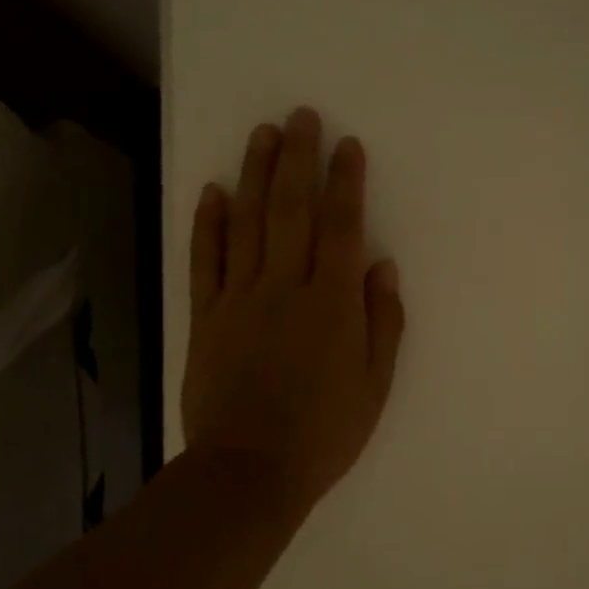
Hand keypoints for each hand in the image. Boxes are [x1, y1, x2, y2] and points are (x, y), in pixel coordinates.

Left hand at [182, 108, 404, 516]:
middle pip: (291, 210)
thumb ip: (383, 321)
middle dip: (298, 159)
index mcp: (332, 303)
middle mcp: (285, 287)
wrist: (249, 471)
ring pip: (247, 224)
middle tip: (300, 117)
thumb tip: (382, 265)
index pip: (342, 228)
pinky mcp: (206, 317)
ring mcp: (239, 299)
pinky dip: (208, 224)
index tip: (347, 145)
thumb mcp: (375, 385)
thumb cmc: (324, 432)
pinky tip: (212, 191)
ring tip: (262, 134)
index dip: (346, 182)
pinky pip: (205, 261)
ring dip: (254, 175)